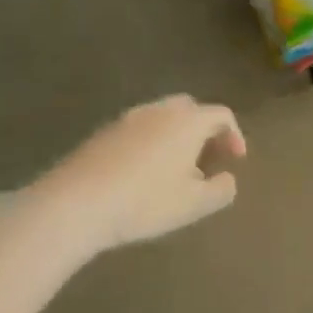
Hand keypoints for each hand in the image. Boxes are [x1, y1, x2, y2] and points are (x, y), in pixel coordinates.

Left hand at [35, 96, 245, 256]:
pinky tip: (144, 172)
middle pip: (190, 108)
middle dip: (204, 129)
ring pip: (162, 117)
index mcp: (188, 121)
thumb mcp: (194, 204)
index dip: (234, 135)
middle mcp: (159, 110)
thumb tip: (228, 179)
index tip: (236, 159)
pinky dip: (151, 142)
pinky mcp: (102, 132)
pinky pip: (138, 129)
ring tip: (177, 168)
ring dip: (176, 135)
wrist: (76, 203)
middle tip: (208, 156)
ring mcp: (127, 119)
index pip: (221, 115)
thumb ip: (221, 189)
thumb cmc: (145, 202)